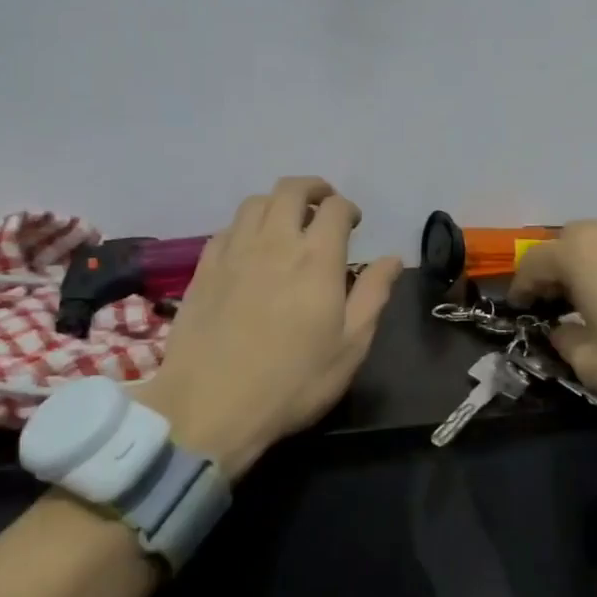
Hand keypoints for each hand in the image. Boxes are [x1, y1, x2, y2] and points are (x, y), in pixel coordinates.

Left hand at [137, 177, 401, 478]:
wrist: (209, 407)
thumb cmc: (293, 382)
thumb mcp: (350, 347)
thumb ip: (373, 295)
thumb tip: (392, 258)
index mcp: (317, 259)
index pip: (335, 208)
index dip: (348, 208)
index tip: (354, 224)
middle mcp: (274, 242)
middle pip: (291, 190)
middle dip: (314, 189)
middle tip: (324, 205)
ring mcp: (234, 252)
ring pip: (255, 203)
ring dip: (277, 203)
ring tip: (287, 221)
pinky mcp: (204, 269)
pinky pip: (227, 228)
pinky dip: (246, 225)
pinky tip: (250, 246)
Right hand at [508, 221, 596, 439]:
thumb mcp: (593, 364)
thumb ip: (565, 341)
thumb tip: (562, 330)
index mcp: (581, 252)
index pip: (532, 263)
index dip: (520, 290)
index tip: (519, 314)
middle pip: (567, 246)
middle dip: (553, 274)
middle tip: (551, 308)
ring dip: (586, 270)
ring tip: (588, 305)